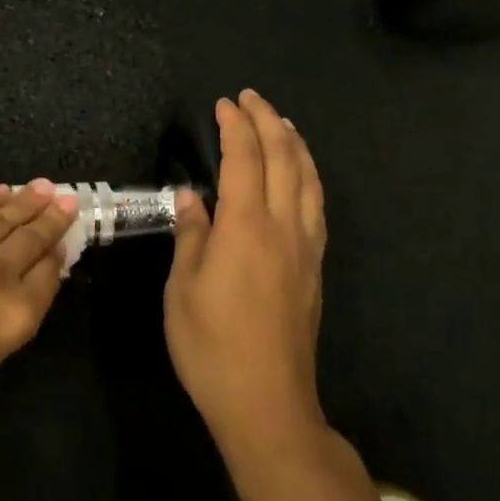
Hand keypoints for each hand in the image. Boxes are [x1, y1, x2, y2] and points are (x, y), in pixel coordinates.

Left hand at [0, 179, 79, 435]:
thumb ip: (17, 311)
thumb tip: (36, 273)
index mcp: (16, 315)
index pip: (49, 272)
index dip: (58, 253)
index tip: (64, 239)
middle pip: (33, 238)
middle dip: (53, 218)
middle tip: (69, 200)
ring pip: (6, 215)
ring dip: (28, 200)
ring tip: (44, 187)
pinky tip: (3, 191)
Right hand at [165, 89, 327, 452]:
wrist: (267, 402)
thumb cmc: (211, 346)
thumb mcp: (183, 289)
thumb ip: (192, 235)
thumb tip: (194, 197)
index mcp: (246, 228)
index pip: (245, 159)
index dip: (235, 127)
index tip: (224, 104)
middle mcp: (283, 227)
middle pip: (283, 159)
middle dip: (268, 122)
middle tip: (251, 98)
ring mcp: (305, 247)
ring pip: (308, 179)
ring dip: (295, 143)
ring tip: (282, 122)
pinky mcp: (314, 267)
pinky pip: (316, 204)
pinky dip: (308, 175)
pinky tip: (302, 175)